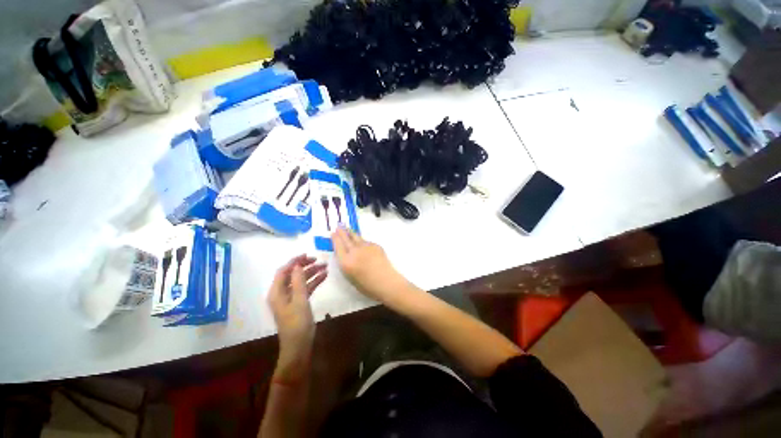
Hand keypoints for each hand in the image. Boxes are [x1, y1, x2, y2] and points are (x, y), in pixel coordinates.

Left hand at [267, 255, 326, 378]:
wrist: (299, 346)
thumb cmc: (297, 323)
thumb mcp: (299, 300)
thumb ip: (298, 281)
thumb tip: (297, 265)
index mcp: (277, 292)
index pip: (283, 271)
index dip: (294, 261)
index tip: (307, 255)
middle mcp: (282, 293)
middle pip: (293, 274)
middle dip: (305, 266)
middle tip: (319, 261)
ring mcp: (291, 298)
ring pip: (301, 280)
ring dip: (312, 273)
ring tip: (325, 267)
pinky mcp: (299, 303)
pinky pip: (306, 288)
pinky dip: (314, 282)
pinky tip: (324, 276)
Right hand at [331, 227, 406, 303]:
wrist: (387, 281)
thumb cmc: (367, 286)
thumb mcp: (350, 277)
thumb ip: (346, 264)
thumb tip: (345, 255)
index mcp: (346, 262)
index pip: (338, 246)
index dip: (335, 239)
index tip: (333, 233)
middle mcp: (354, 251)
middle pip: (346, 239)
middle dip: (342, 232)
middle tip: (339, 226)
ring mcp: (366, 247)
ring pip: (356, 237)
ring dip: (351, 233)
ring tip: (348, 228)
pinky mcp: (375, 245)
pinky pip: (366, 241)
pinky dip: (362, 241)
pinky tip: (361, 241)